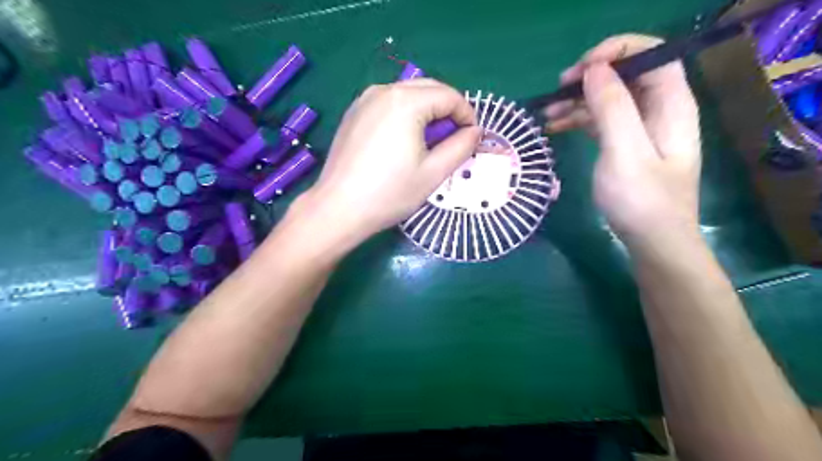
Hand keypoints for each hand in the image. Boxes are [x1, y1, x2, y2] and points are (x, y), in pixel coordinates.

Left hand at [292, 78, 481, 252]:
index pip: (449, 96)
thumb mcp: (434, 173)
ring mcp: (364, 100)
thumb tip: (475, 132)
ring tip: (429, 143)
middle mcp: (383, 90)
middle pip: (429, 89)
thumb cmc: (390, 193)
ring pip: (408, 95)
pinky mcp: (353, 113)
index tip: (472, 139)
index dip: (467, 115)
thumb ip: (461, 147)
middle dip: (448, 111)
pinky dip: (405, 115)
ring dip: (427, 112)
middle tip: (454, 140)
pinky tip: (403, 141)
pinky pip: (389, 104)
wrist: (339, 208)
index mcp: (406, 102)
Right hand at [544, 34, 698, 251]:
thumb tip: (594, 70)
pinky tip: (555, 127)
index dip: (617, 51)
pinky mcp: (625, 147)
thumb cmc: (642, 201)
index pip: (652, 55)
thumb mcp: (625, 153)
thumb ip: (613, 108)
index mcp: (671, 105)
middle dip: (591, 78)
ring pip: (609, 100)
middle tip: (556, 91)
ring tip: (546, 113)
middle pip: (626, 76)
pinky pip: (601, 122)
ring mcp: (641, 130)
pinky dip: (579, 121)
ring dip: (578, 101)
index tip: (580, 69)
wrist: (652, 243)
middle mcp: (659, 111)